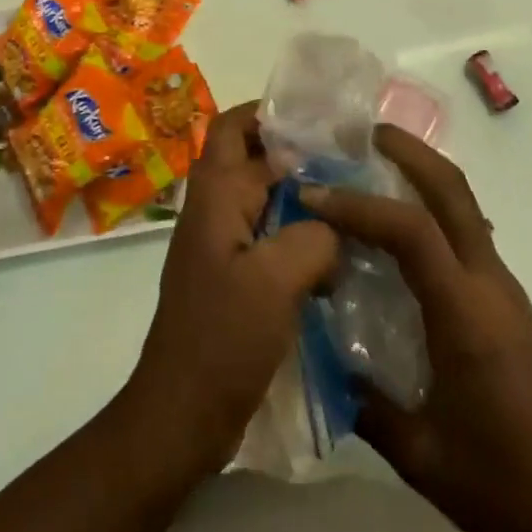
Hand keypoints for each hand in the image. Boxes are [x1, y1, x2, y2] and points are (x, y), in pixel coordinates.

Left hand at [125, 104, 338, 473]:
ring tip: (351, 200)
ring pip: (264, 197)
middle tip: (347, 158)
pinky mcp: (234, 275)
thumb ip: (312, 236)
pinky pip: (270, 235)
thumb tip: (334, 225)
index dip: (275, 115)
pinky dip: (299, 233)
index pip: (238, 128)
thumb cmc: (222, 340)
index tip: (323, 119)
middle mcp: (214, 207)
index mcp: (215, 194)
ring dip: (301, 195)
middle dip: (295, 152)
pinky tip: (337, 254)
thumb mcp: (275, 281)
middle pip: (252, 157)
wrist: (180, 416)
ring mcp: (222, 242)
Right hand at [301, 126, 531, 531]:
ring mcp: (501, 283)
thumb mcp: (418, 453)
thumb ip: (363, 399)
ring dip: (422, 170)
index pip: (411, 231)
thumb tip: (320, 350)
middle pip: (452, 190)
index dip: (360, 205)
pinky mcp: (505, 294)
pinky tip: (402, 220)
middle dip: (409, 151)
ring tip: (377, 160)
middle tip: (364, 132)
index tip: (314, 196)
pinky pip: (465, 228)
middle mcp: (487, 282)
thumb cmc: (497, 479)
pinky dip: (432, 203)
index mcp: (465, 314)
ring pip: (463, 202)